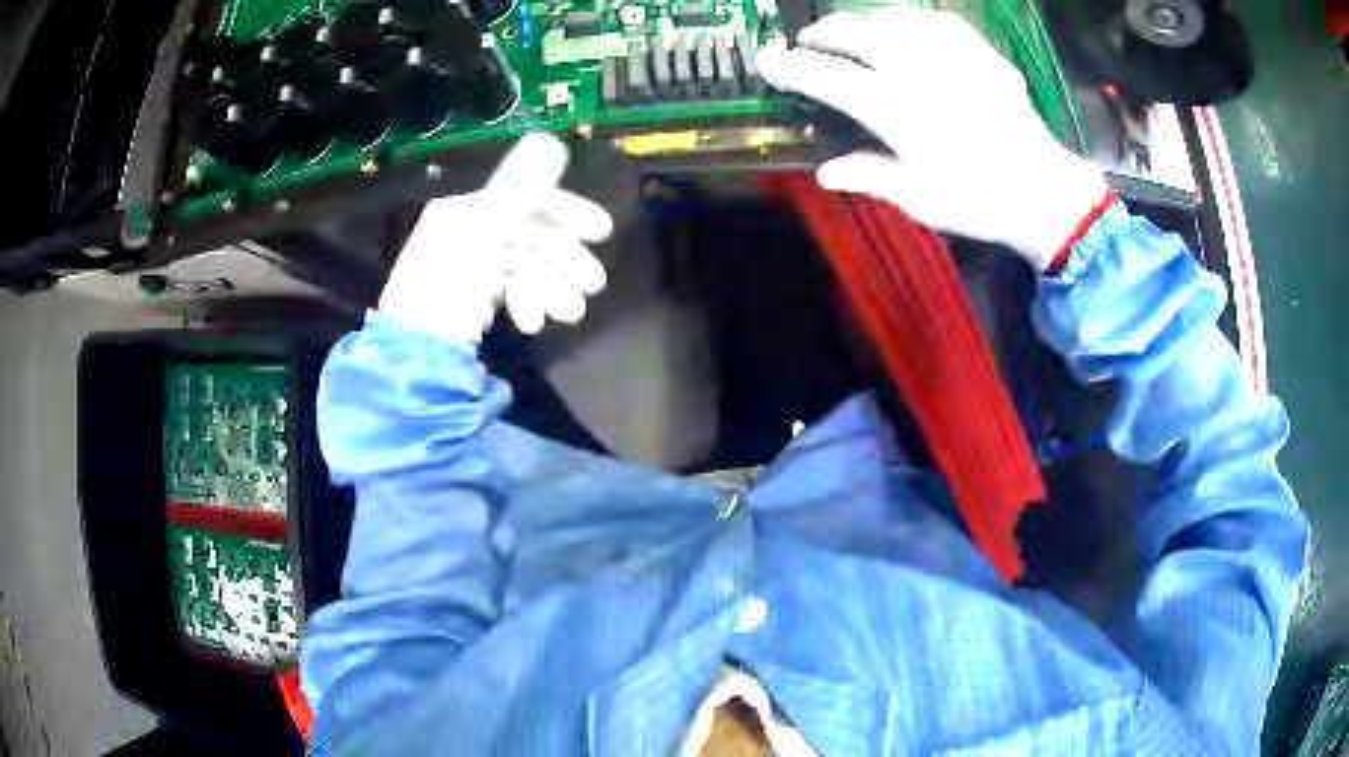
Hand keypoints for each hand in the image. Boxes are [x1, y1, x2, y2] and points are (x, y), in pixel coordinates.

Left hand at [377, 134, 612, 341]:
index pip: (525, 197)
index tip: (601, 231)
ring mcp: (468, 269)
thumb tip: (550, 140)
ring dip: (552, 288)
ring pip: (524, 267)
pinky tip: (530, 323)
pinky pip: (509, 291)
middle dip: (564, 259)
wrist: (413, 355)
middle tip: (593, 285)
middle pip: (529, 235)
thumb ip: (520, 188)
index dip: (566, 211)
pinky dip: (527, 303)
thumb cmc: (447, 288)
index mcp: (465, 210)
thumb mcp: (483, 233)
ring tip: (569, 314)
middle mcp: (467, 232)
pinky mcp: (469, 301)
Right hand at [758, 8, 1109, 270]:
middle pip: (855, 32)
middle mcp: (918, 72)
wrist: (1044, 192)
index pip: (828, 77)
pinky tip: (911, 32)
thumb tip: (825, 171)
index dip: (791, 66)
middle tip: (810, 42)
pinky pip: (937, 20)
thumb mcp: (919, 199)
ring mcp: (951, 57)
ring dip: (865, 22)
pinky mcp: (980, 53)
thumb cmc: (979, 201)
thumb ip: (870, 176)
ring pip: (894, 18)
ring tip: (858, 34)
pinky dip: (914, 21)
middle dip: (823, 32)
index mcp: (897, 111)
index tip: (768, 60)